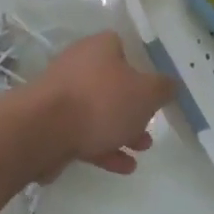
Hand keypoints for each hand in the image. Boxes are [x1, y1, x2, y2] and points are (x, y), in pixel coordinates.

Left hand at [23, 32, 175, 177]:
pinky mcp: (53, 123)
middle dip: (134, 107)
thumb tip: (170, 84)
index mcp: (99, 47)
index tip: (155, 87)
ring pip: (98, 111)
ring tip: (142, 149)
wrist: (43, 130)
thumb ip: (162, 88)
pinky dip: (105, 148)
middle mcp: (79, 65)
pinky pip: (84, 133)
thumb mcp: (145, 93)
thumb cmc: (100, 101)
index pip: (123, 47)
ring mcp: (63, 95)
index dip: (141, 65)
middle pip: (112, 83)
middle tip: (151, 125)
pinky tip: (124, 166)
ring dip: (121, 130)